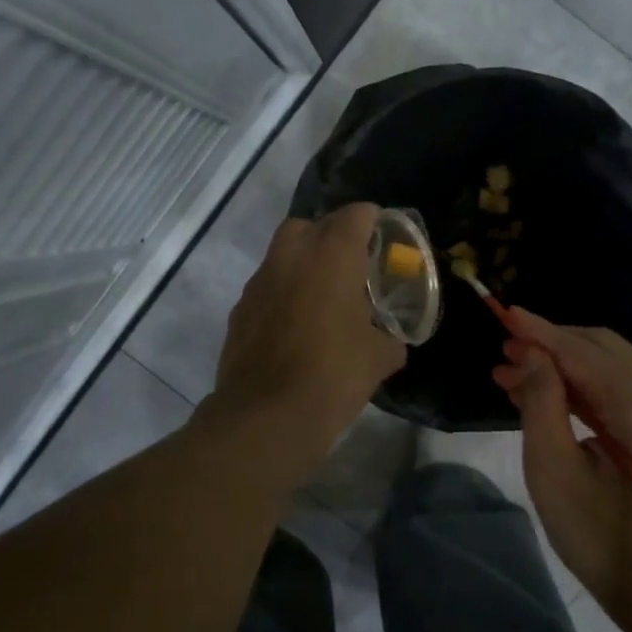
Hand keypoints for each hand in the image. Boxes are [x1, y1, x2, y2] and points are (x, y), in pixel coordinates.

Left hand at [207, 204, 407, 479]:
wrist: (266, 417)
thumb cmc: (333, 376)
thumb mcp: (379, 358)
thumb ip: (390, 338)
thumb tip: (391, 341)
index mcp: (331, 255)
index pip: (356, 214)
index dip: (374, 222)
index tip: (386, 242)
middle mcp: (291, 256)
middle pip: (311, 225)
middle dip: (332, 237)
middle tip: (352, 268)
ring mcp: (259, 281)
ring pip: (284, 255)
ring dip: (304, 266)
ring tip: (324, 300)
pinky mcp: (240, 309)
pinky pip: (268, 287)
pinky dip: (284, 294)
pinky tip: (296, 328)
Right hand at [493, 308, 631, 631]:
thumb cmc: (605, 539)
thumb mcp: (556, 472)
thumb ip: (541, 403)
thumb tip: (531, 356)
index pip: (580, 351)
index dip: (538, 331)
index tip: (501, 312)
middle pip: (601, 349)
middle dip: (550, 346)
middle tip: (503, 351)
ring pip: (613, 368)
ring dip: (565, 367)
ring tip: (514, 375)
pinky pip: (626, 391)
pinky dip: (587, 387)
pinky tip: (551, 396)